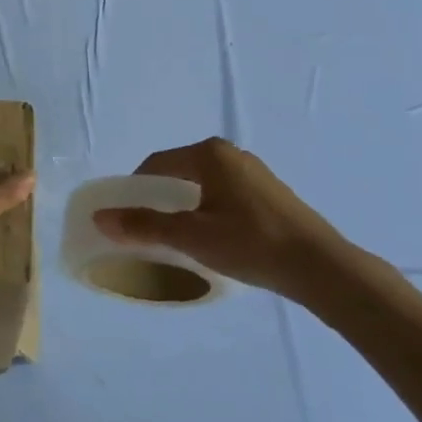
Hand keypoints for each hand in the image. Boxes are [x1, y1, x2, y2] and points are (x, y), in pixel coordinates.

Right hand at [93, 138, 366, 309]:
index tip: (124, 216)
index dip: (134, 188)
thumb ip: (144, 225)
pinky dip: (206, 211)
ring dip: (183, 206)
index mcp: (209, 154)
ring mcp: (253, 173)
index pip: (156, 163)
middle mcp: (231, 154)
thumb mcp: (191, 236)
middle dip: (158, 198)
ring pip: (202, 185)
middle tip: (145, 229)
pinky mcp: (269, 194)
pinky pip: (223, 194)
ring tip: (175, 237)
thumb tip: (100, 218)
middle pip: (179, 172)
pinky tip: (210, 238)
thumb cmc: (251, 243)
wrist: (320, 267)